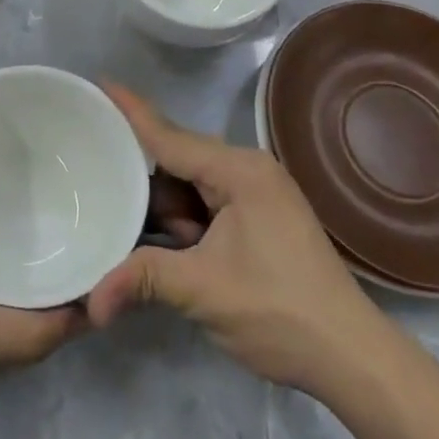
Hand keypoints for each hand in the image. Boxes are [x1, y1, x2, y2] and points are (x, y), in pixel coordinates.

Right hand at [86, 85, 384, 397]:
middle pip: (178, 159)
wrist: (349, 355)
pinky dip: (180, 222)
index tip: (100, 82)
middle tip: (89, 159)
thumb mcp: (204, 290)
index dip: (132, 112)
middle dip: (137, 169)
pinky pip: (206, 207)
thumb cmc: (279, 310)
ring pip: (190, 187)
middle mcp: (247, 172)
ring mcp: (256, 197)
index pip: (171, 135)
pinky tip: (149, 236)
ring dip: (158, 205)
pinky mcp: (258, 221)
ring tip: (108, 202)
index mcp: (239, 171)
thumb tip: (90, 302)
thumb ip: (143, 279)